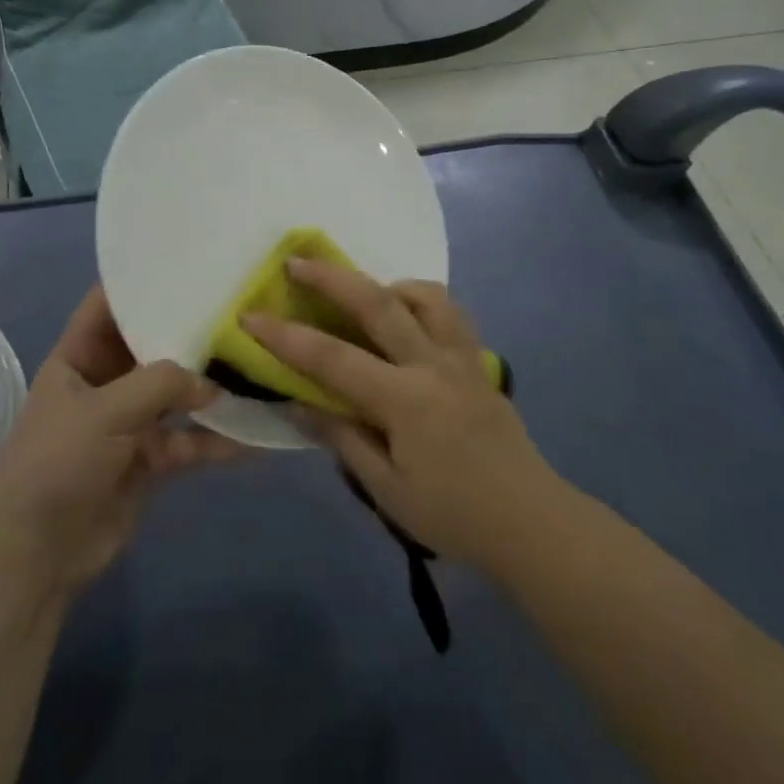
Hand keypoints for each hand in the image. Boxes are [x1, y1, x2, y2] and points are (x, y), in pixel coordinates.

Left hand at [0, 287, 241, 595]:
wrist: (35, 555)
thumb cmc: (57, 464)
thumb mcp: (106, 411)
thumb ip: (162, 384)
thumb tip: (214, 384)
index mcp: (78, 358)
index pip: (108, 306)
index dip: (140, 283)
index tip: (186, 263)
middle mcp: (104, 383)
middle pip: (151, 347)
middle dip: (188, 333)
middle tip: (239, 309)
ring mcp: (128, 423)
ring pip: (175, 395)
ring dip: (209, 388)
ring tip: (256, 366)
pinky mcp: (148, 461)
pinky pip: (188, 440)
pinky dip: (216, 440)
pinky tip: (253, 436)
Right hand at [242, 259, 563, 575]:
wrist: (531, 522)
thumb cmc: (454, 515)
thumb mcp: (387, 489)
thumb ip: (343, 438)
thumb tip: (299, 404)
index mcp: (406, 400)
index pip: (333, 359)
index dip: (287, 337)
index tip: (251, 317)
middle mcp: (433, 364)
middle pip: (379, 303)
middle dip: (332, 278)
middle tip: (297, 262)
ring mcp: (462, 357)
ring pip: (426, 295)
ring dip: (387, 283)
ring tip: (363, 291)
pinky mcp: (479, 362)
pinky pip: (451, 313)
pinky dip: (423, 301)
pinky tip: (408, 318)